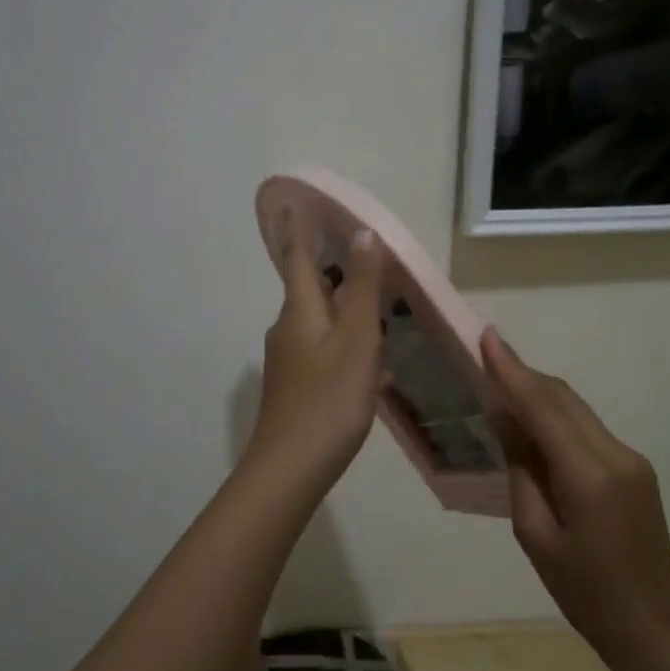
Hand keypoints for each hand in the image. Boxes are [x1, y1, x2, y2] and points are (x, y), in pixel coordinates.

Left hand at [244, 209, 386, 492]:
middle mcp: (287, 328)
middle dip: (335, 272)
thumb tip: (362, 233)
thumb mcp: (356, 338)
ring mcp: (289, 361)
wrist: (290, 468)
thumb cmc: (329, 398)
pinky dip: (348, 347)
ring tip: (381, 314)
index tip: (299, 202)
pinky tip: (374, 368)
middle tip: (366, 262)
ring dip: (347, 312)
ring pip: (321, 323)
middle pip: (311, 289)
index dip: (300, 229)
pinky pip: (324, 352)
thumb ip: (361, 287)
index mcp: (299, 310)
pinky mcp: (296, 388)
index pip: (297, 256)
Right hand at [482, 328, 669, 652]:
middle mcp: (615, 454)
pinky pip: (587, 428)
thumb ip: (521, 471)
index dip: (512, 370)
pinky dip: (557, 417)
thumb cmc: (583, 591)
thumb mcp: (535, 535)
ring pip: (576, 409)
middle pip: (563, 398)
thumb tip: (508, 422)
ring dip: (539, 394)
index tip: (487, 337)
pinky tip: (534, 424)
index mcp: (588, 476)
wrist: (651, 625)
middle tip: (486, 355)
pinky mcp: (635, 467)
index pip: (543, 408)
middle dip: (523, 374)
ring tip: (502, 386)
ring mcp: (631, 458)